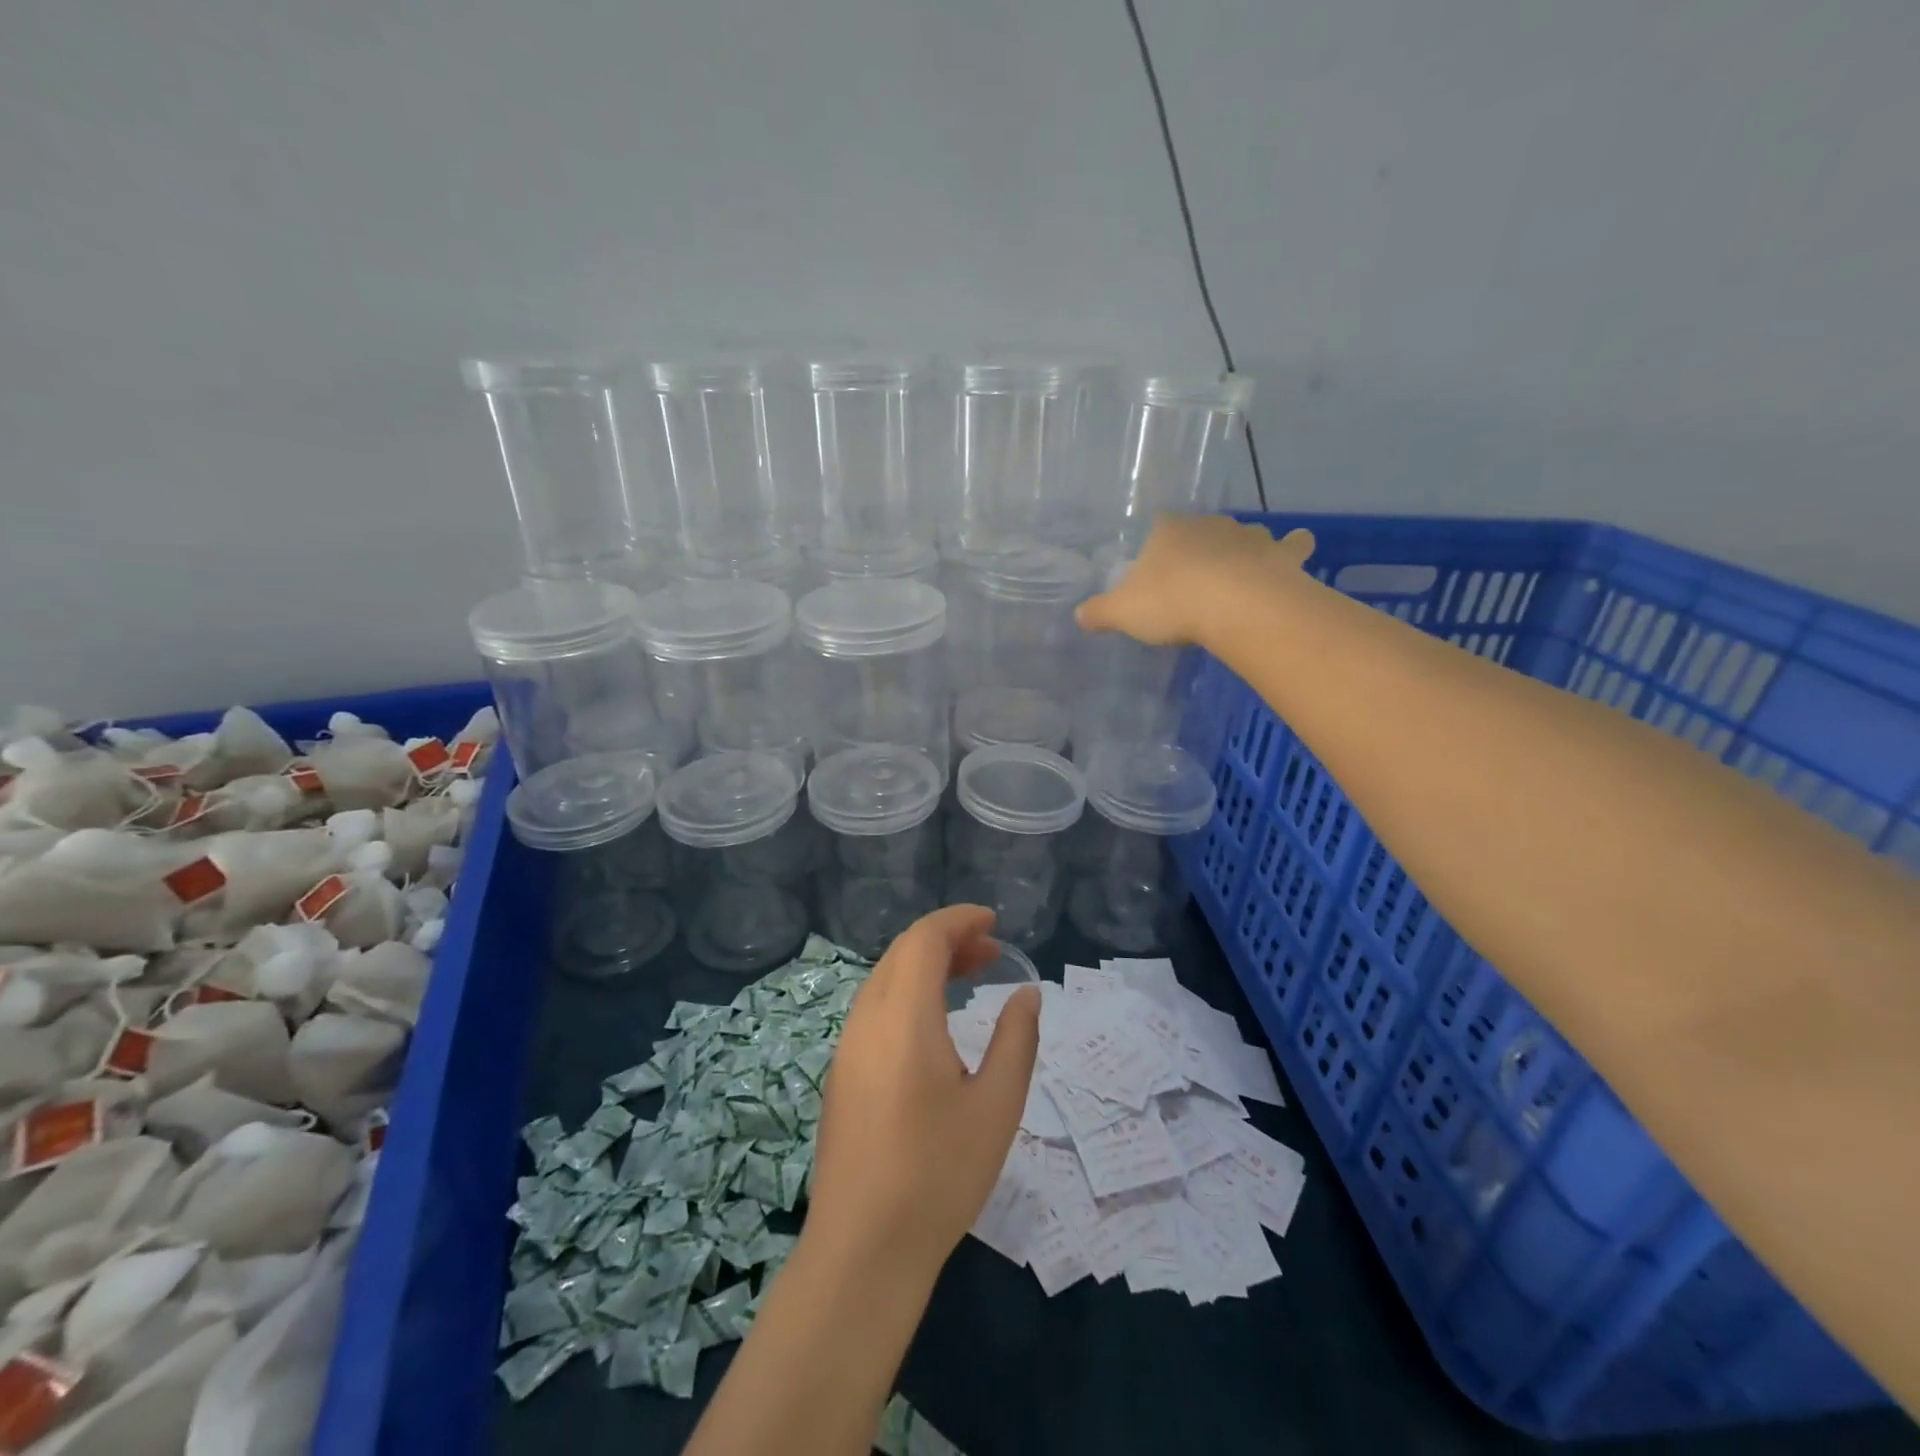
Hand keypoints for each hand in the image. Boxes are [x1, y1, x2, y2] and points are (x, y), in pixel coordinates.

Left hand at [807, 905, 1041, 1279]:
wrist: (863, 1249)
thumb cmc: (938, 1175)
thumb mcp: (997, 1106)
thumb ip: (1016, 1039)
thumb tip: (1026, 993)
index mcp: (903, 1017)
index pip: (924, 939)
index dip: (959, 920)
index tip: (994, 922)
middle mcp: (866, 1019)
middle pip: (903, 953)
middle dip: (947, 940)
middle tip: (991, 952)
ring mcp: (847, 1046)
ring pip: (885, 978)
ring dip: (926, 965)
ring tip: (970, 977)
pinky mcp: (841, 1072)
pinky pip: (875, 1007)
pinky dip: (908, 992)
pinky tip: (935, 1022)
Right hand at [1076, 515, 1314, 645]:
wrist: (1234, 606)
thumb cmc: (1171, 603)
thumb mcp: (1122, 613)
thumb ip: (1099, 613)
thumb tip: (1078, 616)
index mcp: (1167, 531)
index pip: (1158, 530)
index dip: (1155, 550)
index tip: (1155, 574)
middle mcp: (1209, 525)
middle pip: (1201, 531)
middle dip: (1198, 550)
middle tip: (1193, 581)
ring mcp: (1248, 537)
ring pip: (1245, 535)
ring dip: (1242, 549)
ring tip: (1238, 574)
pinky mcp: (1280, 555)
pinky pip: (1292, 545)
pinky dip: (1293, 549)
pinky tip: (1291, 558)